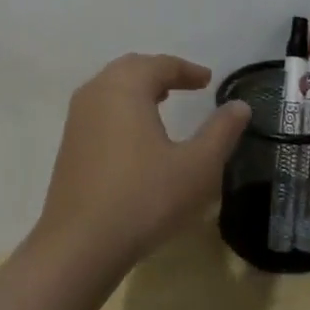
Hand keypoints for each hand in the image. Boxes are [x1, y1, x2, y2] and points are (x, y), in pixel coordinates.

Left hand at [31, 54, 250, 276]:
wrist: (79, 244)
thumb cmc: (144, 199)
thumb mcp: (196, 167)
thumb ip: (221, 132)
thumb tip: (240, 105)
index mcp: (126, 87)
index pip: (160, 64)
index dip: (187, 70)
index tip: (207, 80)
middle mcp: (97, 91)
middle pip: (131, 68)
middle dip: (160, 72)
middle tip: (186, 84)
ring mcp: (77, 116)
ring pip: (112, 86)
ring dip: (138, 88)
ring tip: (162, 101)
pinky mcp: (69, 142)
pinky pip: (100, 107)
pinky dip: (121, 106)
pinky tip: (135, 133)